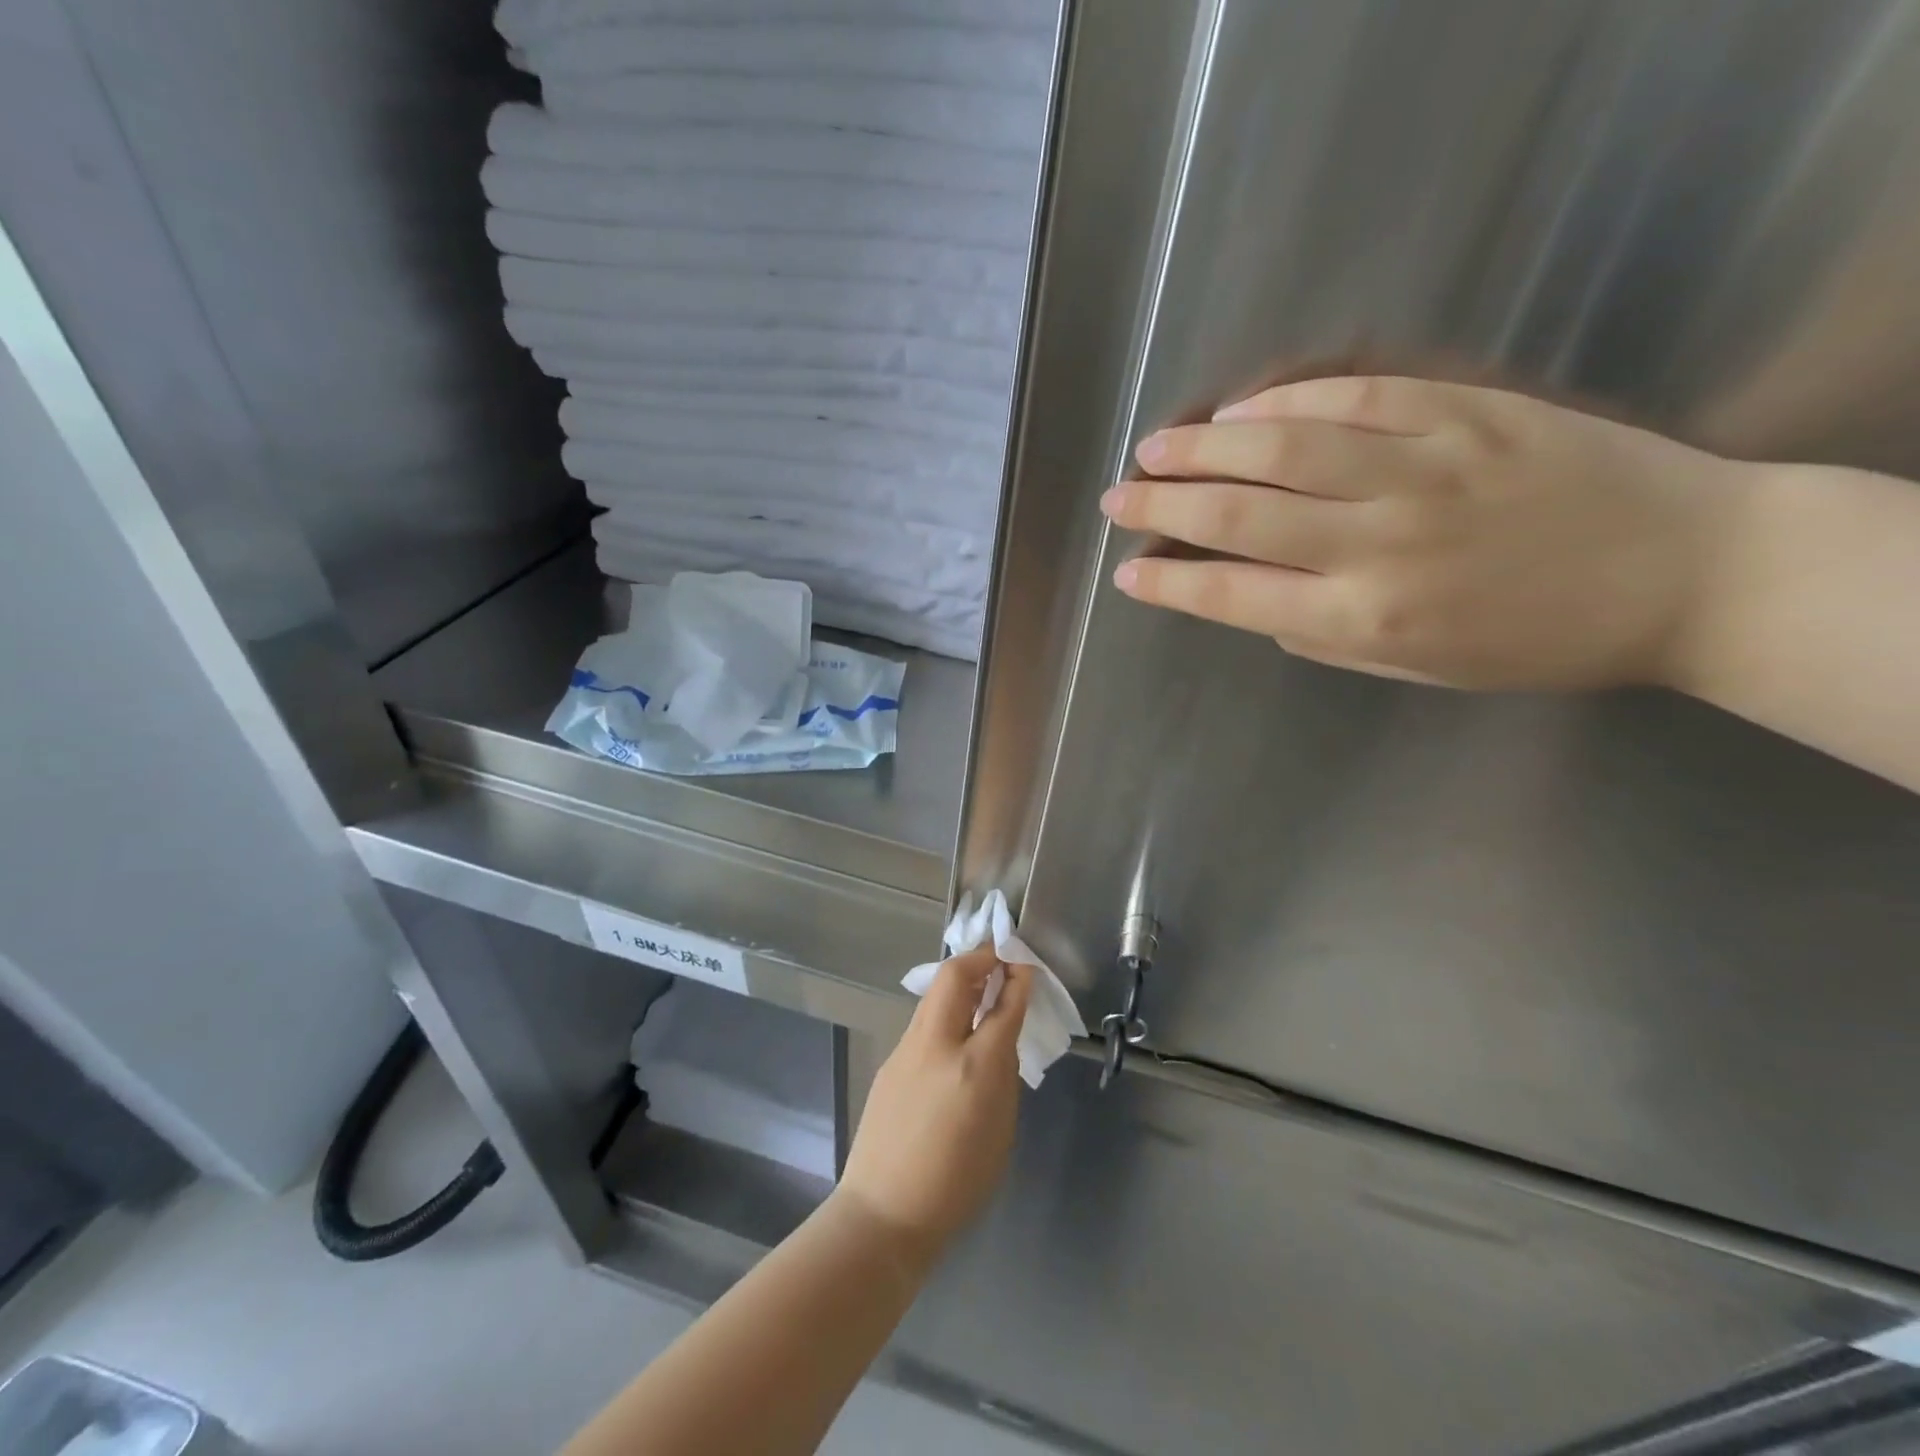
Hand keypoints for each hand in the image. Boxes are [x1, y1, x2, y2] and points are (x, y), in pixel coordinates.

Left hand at [833, 946, 1030, 1269]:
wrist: (884, 1212)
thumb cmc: (958, 1184)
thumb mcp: (1001, 1130)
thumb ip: (1003, 1075)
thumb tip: (998, 1041)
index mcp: (975, 1067)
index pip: (1002, 1005)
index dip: (1018, 978)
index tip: (1025, 963)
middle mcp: (937, 1045)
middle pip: (956, 976)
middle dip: (981, 957)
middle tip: (1001, 957)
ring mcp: (907, 1049)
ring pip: (935, 994)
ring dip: (960, 981)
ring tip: (981, 986)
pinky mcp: (890, 1061)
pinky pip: (923, 1022)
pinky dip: (944, 1010)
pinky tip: (954, 1029)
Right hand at [1102, 375, 1752, 690]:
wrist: (1684, 570)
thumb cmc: (1535, 640)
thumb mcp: (1416, 670)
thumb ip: (1324, 635)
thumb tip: (1253, 600)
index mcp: (1367, 618)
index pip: (1234, 597)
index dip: (1170, 585)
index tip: (1127, 573)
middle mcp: (1380, 543)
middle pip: (1241, 516)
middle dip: (1163, 508)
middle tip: (1117, 501)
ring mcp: (1422, 470)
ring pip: (1284, 449)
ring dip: (1204, 449)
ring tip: (1154, 449)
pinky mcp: (1464, 413)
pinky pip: (1354, 398)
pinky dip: (1285, 403)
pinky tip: (1240, 411)